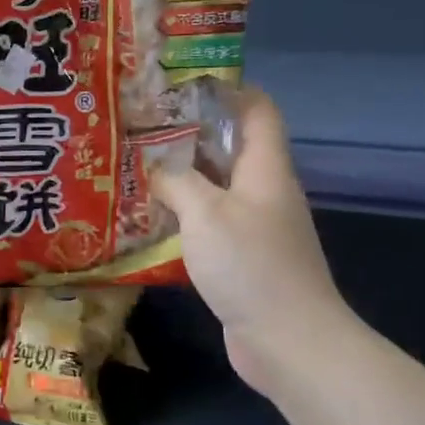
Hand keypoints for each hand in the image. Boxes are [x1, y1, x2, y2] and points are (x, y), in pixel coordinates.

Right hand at [151, 89, 353, 399]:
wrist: (289, 341)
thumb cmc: (251, 265)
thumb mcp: (206, 213)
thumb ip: (178, 182)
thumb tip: (156, 168)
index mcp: (266, 169)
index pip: (257, 110)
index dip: (227, 90)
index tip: (181, 84)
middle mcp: (264, 191)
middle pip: (231, 147)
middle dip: (189, 134)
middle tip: (140, 127)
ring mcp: (255, 227)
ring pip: (216, 187)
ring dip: (181, 177)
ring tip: (135, 167)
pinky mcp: (242, 259)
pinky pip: (209, 223)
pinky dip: (183, 216)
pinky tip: (149, 219)